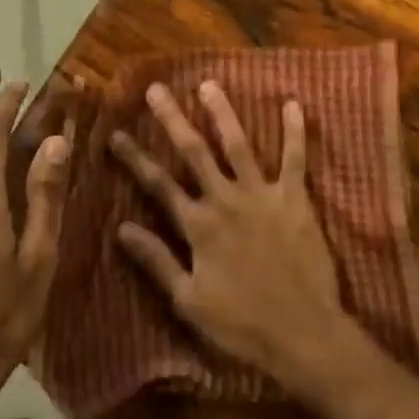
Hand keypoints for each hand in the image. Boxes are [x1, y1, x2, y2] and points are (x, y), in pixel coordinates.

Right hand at [111, 81, 357, 397]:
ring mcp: (262, 196)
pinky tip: (292, 104)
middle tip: (157, 89)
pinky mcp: (295, 200)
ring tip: (209, 85)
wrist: (303, 333)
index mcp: (198, 226)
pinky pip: (295, 159)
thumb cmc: (242, 324)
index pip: (158, 184)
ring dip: (222, 113)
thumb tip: (121, 228)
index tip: (115, 133)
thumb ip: (157, 260)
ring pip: (238, 145)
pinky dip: (294, 132)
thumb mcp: (189, 300)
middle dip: (173, 119)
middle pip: (194, 152)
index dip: (135, 158)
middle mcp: (225, 200)